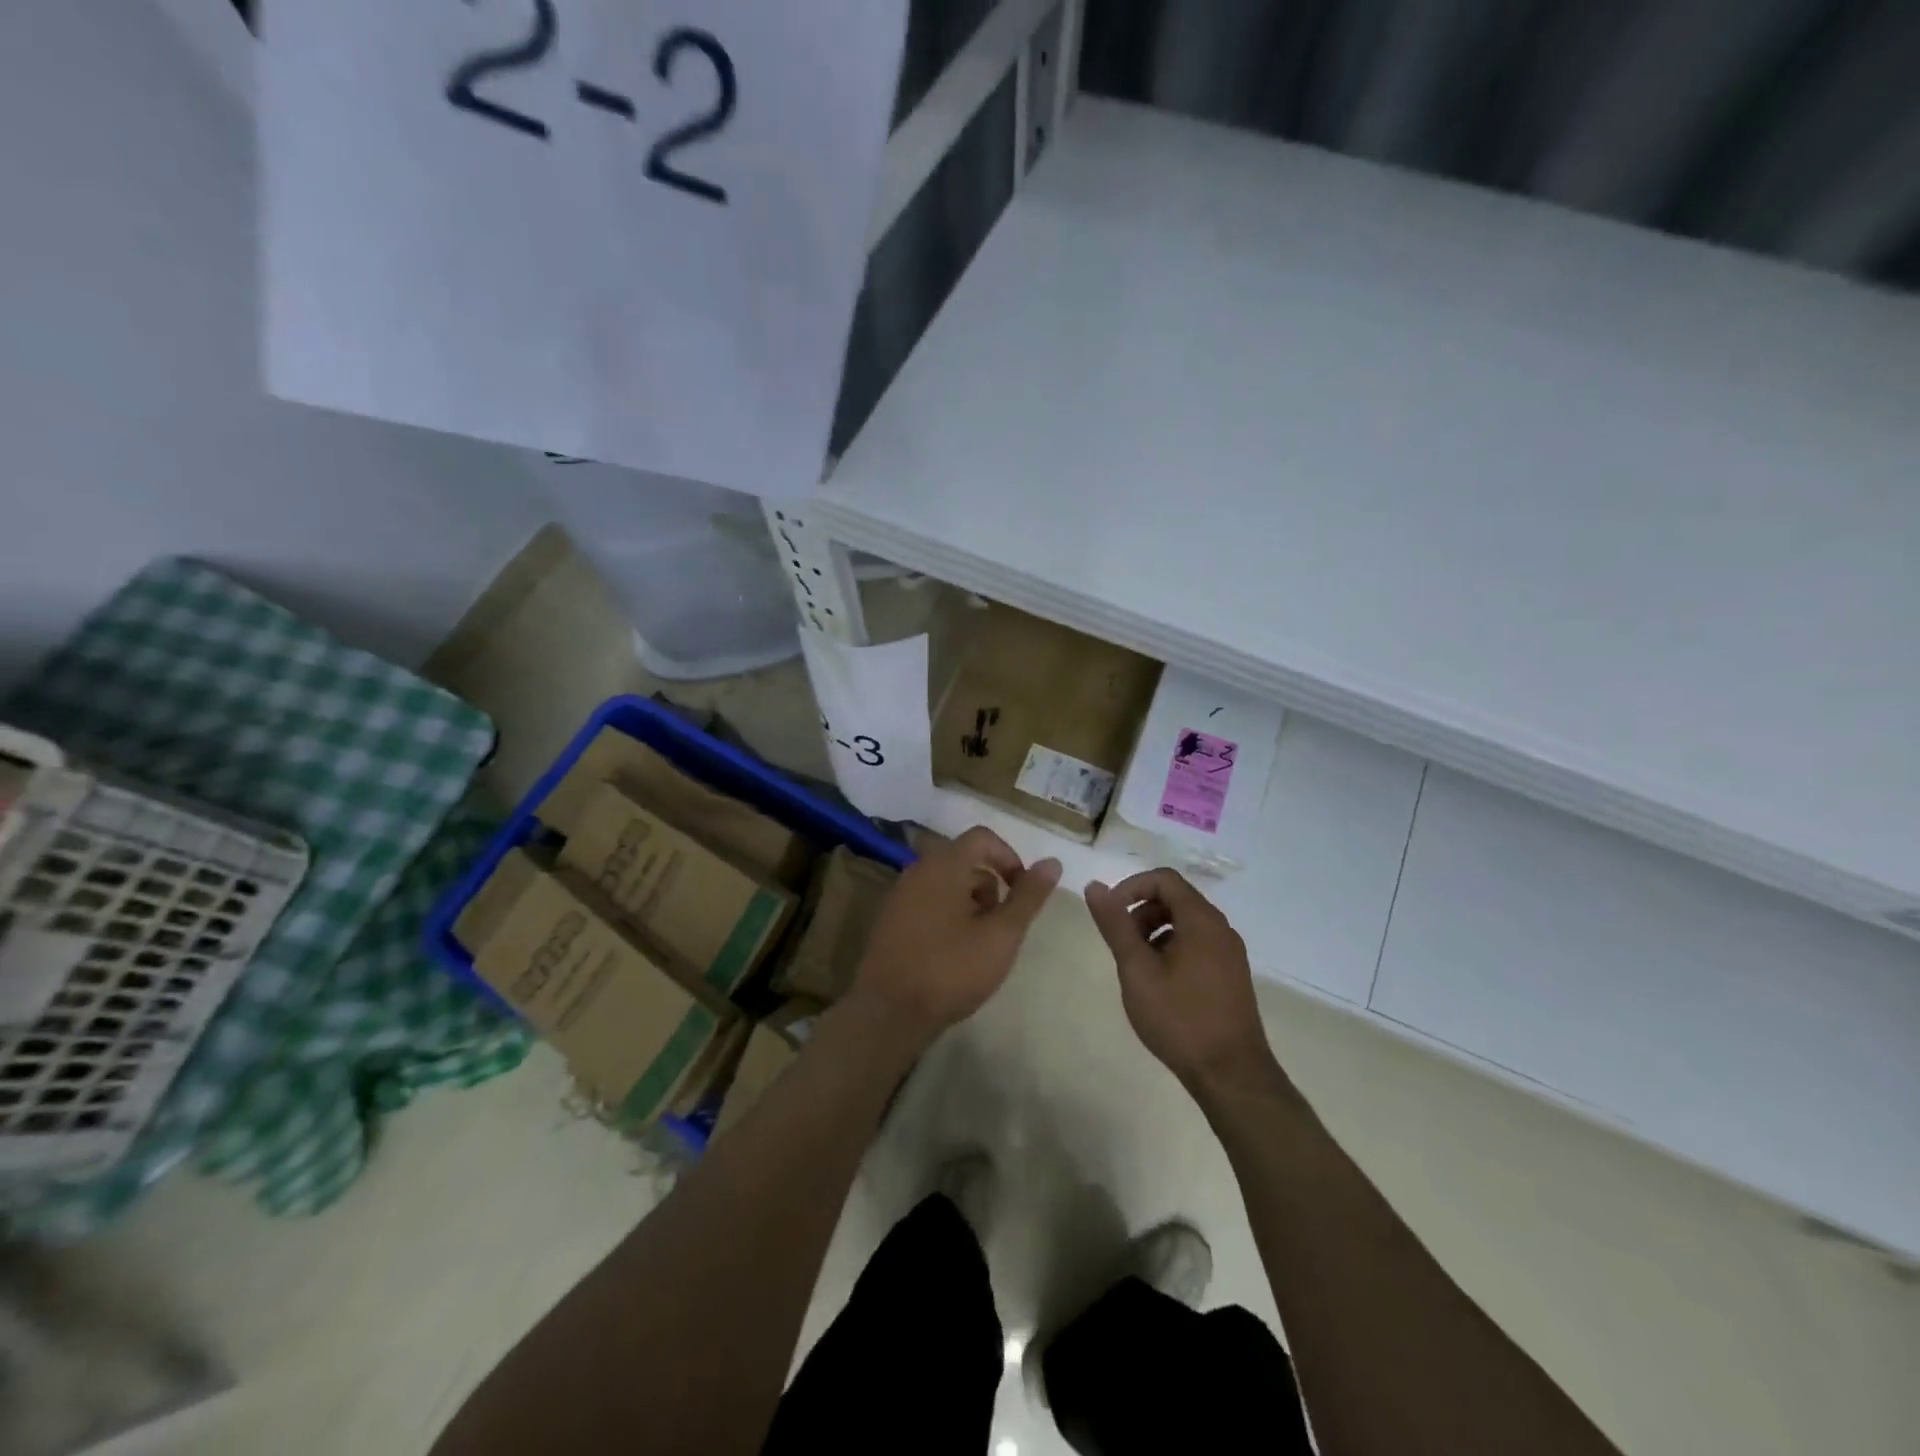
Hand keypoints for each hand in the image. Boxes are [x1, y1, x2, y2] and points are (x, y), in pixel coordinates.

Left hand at [853, 827, 1060, 1048]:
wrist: (889, 1012)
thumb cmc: (951, 969)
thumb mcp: (1001, 935)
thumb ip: (1028, 896)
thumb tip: (1052, 862)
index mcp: (943, 865)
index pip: (982, 838)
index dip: (1009, 858)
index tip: (1022, 891)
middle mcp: (917, 870)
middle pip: (964, 859)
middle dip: (991, 885)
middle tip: (1002, 925)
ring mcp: (900, 895)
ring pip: (946, 882)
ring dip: (971, 902)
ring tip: (981, 943)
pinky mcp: (890, 919)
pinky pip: (928, 901)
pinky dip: (948, 914)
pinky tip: (954, 952)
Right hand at [1085, 869, 1280, 1095]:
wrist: (1231, 1075)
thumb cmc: (1180, 1018)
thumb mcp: (1137, 969)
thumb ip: (1116, 925)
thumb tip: (1095, 886)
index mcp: (1201, 920)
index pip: (1164, 879)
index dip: (1131, 887)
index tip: (1110, 914)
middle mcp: (1221, 929)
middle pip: (1175, 899)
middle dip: (1141, 912)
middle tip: (1121, 944)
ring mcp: (1229, 953)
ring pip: (1185, 923)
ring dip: (1155, 932)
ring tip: (1136, 966)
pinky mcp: (1231, 975)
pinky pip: (1197, 944)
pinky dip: (1172, 948)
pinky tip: (1158, 983)